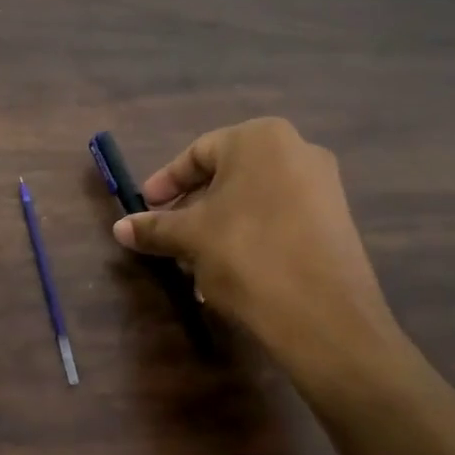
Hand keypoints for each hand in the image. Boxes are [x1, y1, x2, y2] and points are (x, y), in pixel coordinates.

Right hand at [112, 118, 410, 399]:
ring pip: (251, 200)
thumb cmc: (246, 254)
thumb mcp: (190, 238)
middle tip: (167, 234)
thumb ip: (154, 227)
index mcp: (260, 139)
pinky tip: (228, 272)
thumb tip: (120, 228)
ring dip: (216, 226)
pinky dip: (248, 237)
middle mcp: (297, 150)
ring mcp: (323, 186)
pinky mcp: (334, 221)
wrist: (323, 315)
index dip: (165, 182)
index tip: (144, 206)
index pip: (198, 153)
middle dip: (191, 207)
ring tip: (193, 261)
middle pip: (227, 176)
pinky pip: (277, 219)